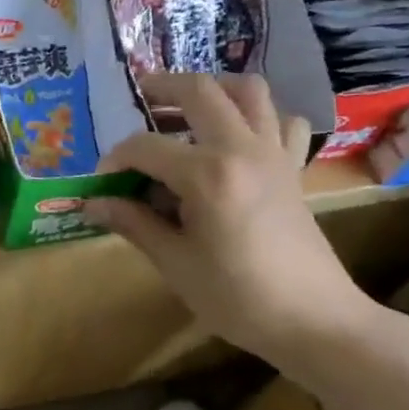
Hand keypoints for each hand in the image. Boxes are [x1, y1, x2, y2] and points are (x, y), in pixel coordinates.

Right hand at [82, 73, 377, 369]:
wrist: (315, 321)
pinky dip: (259, 117)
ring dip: (214, 90)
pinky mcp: (293, 168)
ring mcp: (274, 154)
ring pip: (249, 91)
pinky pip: (281, 121)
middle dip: (162, 88)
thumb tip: (93, 203)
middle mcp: (242, 150)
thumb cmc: (237, 297)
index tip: (102, 182)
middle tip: (138, 100)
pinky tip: (236, 139)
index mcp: (208, 175)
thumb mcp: (175, 263)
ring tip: (187, 109)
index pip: (145, 147)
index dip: (115, 159)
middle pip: (200, 91)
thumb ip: (133, 223)